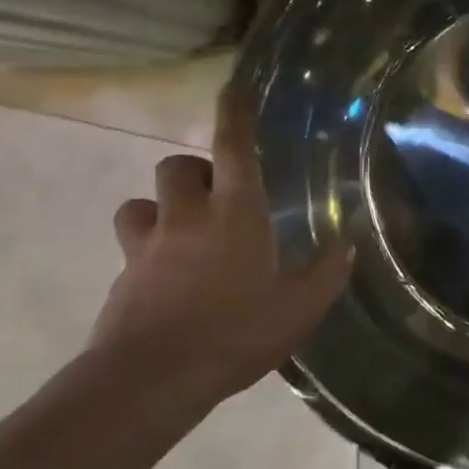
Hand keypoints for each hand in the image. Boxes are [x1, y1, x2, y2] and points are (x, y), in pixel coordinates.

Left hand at [86, 79, 352, 403]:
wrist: (151, 380)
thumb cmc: (235, 333)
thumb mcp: (300, 308)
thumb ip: (327, 272)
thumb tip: (346, 244)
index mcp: (235, 214)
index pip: (233, 148)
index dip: (235, 115)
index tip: (233, 88)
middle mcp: (187, 218)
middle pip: (176, 166)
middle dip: (194, 170)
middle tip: (217, 195)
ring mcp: (146, 246)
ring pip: (140, 203)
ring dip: (161, 208)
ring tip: (183, 232)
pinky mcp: (122, 277)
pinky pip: (131, 248)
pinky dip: (147, 250)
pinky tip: (167, 279)